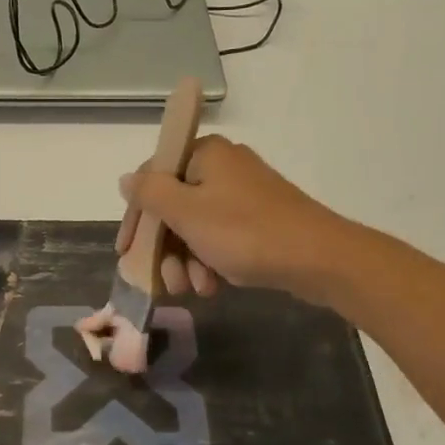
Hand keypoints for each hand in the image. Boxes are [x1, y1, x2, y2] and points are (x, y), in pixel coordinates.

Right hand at [117, 136, 358, 304]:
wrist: (318, 258)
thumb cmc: (245, 232)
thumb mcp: (187, 212)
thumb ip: (150, 193)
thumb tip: (126, 179)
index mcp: (205, 154)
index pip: (152, 178)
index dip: (136, 218)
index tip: (126, 252)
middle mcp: (223, 168)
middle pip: (174, 208)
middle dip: (166, 250)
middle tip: (165, 282)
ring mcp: (243, 195)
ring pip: (196, 228)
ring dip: (187, 262)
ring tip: (195, 289)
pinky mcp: (259, 220)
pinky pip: (220, 238)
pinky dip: (211, 262)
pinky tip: (213, 286)